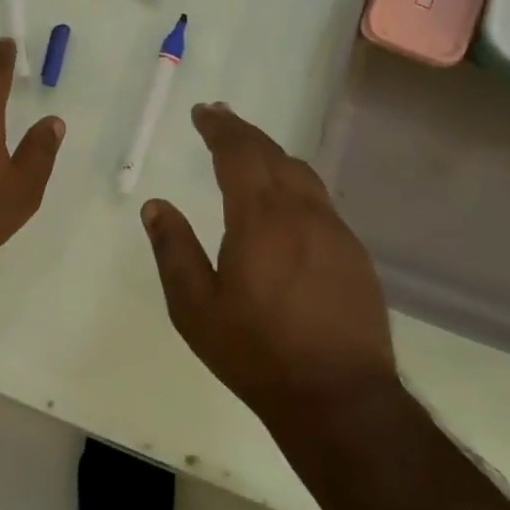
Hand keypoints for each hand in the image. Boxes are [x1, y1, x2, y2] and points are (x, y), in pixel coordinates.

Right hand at [141, 103, 396, 430]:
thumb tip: (156, 205)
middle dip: (242, 131)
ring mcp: (335, 230)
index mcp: (259, 217)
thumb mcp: (195, 308)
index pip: (238, 153)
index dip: (219, 128)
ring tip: (251, 151)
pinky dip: (295, 183)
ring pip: (301, 173)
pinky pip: (320, 200)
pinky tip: (286, 202)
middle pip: (271, 153)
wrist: (341, 398)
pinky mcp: (354, 252)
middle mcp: (301, 211)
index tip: (203, 112)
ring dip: (271, 154)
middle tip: (220, 118)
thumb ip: (174, 250)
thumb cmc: (258, 353)